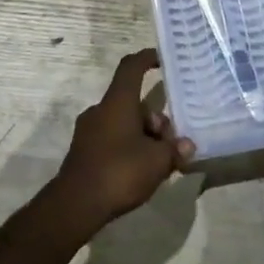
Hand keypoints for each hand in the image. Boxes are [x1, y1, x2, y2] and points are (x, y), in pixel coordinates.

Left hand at [47, 49, 192, 234]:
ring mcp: (89, 131)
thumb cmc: (120, 172)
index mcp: (117, 103)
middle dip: (155, 119)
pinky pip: (113, 139)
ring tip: (160, 163)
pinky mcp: (84, 151)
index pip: (131, 67)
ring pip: (124, 123)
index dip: (147, 58)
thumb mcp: (157, 161)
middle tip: (171, 144)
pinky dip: (130, 147)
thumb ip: (174, 150)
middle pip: (133, 103)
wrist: (76, 205)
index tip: (162, 59)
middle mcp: (100, 111)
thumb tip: (186, 145)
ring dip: (144, 136)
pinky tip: (141, 172)